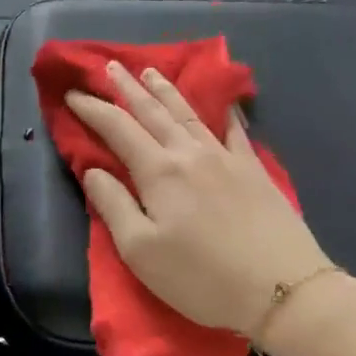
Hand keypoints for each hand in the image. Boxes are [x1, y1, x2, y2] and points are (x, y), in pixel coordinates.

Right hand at [66, 62, 331, 340]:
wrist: (283, 289)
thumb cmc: (201, 277)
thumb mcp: (140, 251)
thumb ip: (113, 205)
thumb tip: (93, 170)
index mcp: (158, 171)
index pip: (117, 128)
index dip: (92, 108)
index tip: (72, 94)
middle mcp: (190, 153)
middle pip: (153, 111)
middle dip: (127, 87)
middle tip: (110, 66)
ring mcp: (227, 157)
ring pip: (189, 113)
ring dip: (166, 90)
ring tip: (151, 71)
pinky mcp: (255, 169)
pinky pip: (234, 129)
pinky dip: (222, 110)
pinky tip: (220, 101)